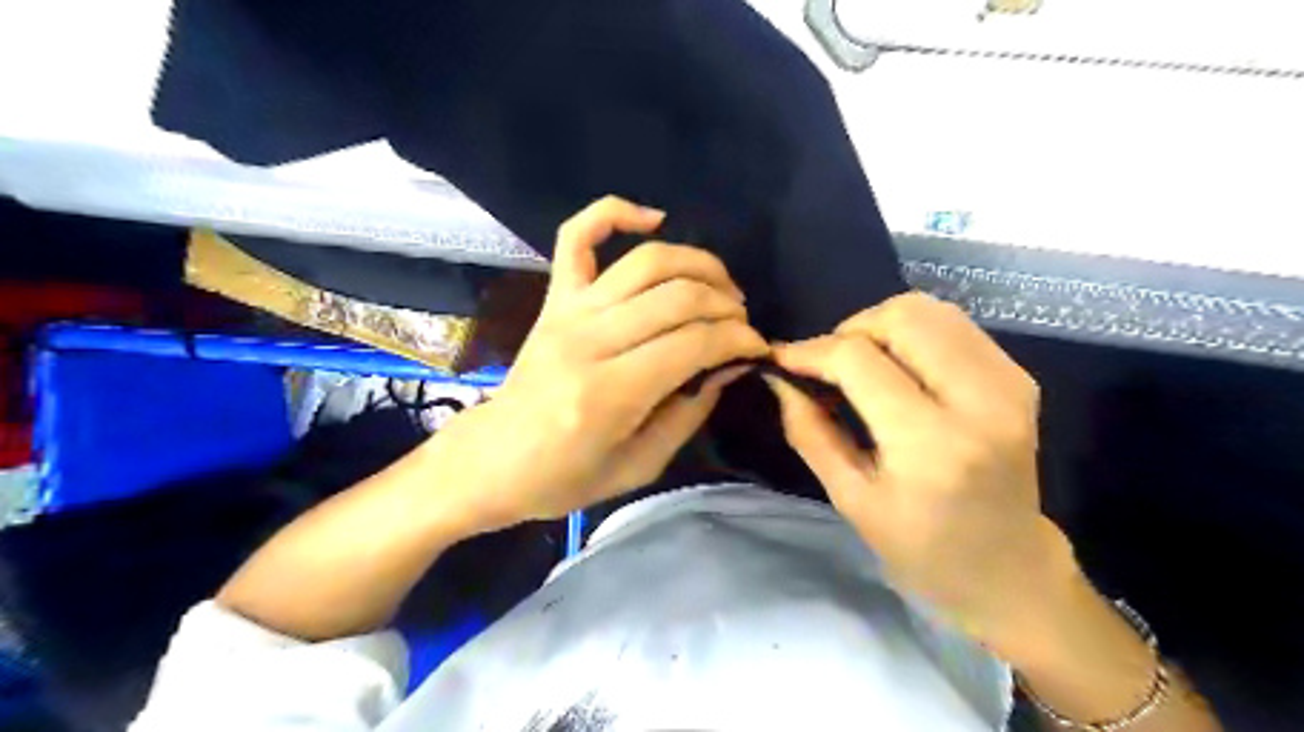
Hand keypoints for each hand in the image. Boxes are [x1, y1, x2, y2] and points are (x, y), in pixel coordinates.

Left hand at [424, 198, 767, 534]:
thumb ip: (689, 412)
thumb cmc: (564, 478)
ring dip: (698, 264)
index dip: (739, 339)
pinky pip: (577, 235)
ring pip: (646, 262)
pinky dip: (614, 213)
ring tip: (720, 286)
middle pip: (677, 297)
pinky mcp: (553, 298)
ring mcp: (567, 311)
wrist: (492, 460)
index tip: (758, 348)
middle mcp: (589, 341)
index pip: (693, 343)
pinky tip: (653, 219)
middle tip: (742, 323)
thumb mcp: (639, 465)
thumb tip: (729, 364)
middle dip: (726, 305)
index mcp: (609, 394)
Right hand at [766, 293, 1073, 658]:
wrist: (1009, 570)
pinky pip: (953, 325)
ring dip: (881, 326)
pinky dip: (913, 334)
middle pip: (902, 317)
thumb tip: (779, 380)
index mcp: (931, 445)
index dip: (811, 351)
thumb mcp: (851, 500)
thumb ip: (809, 432)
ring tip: (861, 363)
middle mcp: (979, 402)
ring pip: (931, 310)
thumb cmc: (921, 549)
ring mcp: (1009, 384)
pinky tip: (898, 368)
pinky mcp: (1019, 377)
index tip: (782, 359)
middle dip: (850, 330)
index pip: (859, 361)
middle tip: (829, 365)